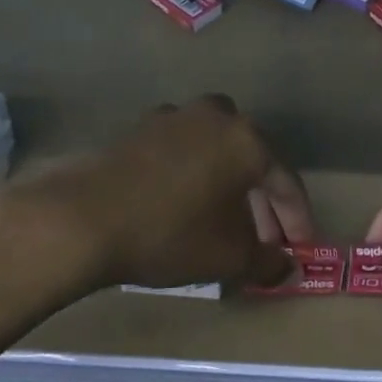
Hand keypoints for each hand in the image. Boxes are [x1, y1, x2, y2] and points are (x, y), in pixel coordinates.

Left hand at [0, 95, 311, 291]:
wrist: (82, 217)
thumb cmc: (170, 233)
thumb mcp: (228, 256)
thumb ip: (267, 260)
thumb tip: (286, 264)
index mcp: (247, 140)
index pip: (286, 181)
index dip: (297, 218)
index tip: (300, 247)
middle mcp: (216, 117)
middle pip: (252, 162)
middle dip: (262, 205)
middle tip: (264, 242)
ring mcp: (175, 117)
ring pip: (216, 154)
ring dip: (227, 189)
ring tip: (225, 226)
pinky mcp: (141, 128)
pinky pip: (184, 153)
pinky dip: (195, 178)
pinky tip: (185, 208)